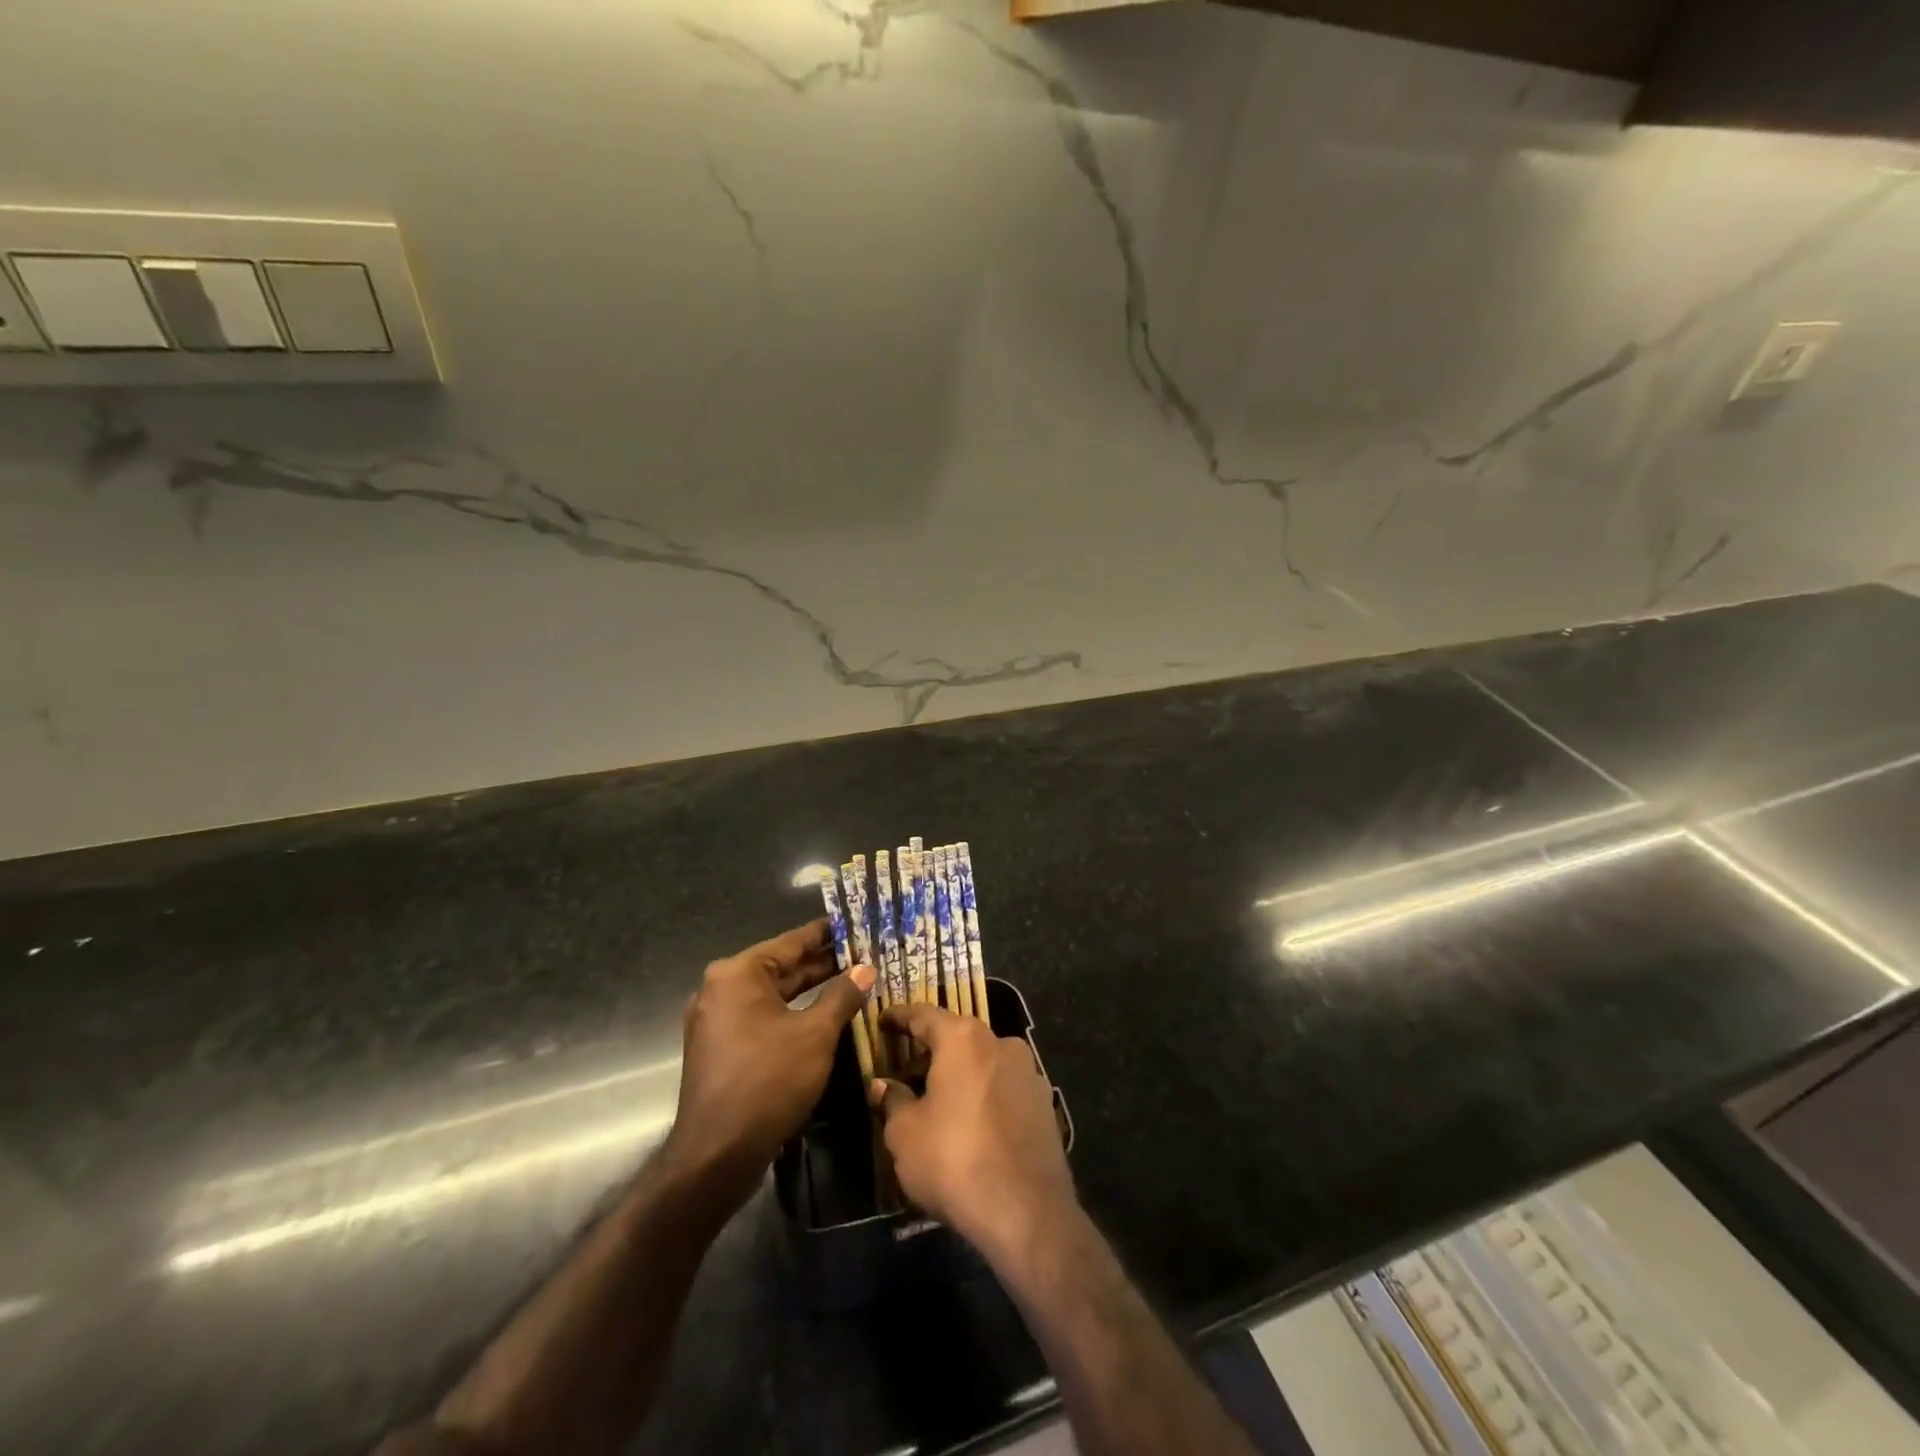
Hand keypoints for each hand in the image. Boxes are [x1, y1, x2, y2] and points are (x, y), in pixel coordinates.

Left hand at [663, 919, 873, 1214]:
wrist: (716, 1155)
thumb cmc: (768, 1082)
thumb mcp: (815, 1035)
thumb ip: (842, 996)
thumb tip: (865, 970)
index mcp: (738, 974)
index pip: (791, 942)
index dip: (827, 933)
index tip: (856, 922)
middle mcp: (721, 989)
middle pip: (781, 967)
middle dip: (822, 963)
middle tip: (864, 953)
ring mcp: (717, 1020)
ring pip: (773, 994)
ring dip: (810, 990)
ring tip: (852, 981)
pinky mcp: (720, 1047)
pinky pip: (762, 1017)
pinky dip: (791, 1013)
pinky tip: (824, 1016)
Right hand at [868, 1003, 1075, 1261]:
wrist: (1027, 1211)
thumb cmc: (954, 1160)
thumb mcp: (905, 1133)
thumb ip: (892, 1100)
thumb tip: (883, 1085)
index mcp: (963, 1039)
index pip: (924, 1014)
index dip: (899, 1017)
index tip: (882, 1021)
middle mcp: (1000, 1042)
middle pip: (956, 1037)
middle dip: (929, 1052)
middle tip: (904, 1072)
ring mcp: (1028, 1071)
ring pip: (982, 1061)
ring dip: (958, 1074)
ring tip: (936, 1102)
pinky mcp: (1044, 1102)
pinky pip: (1003, 1087)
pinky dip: (982, 1094)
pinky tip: (969, 1123)